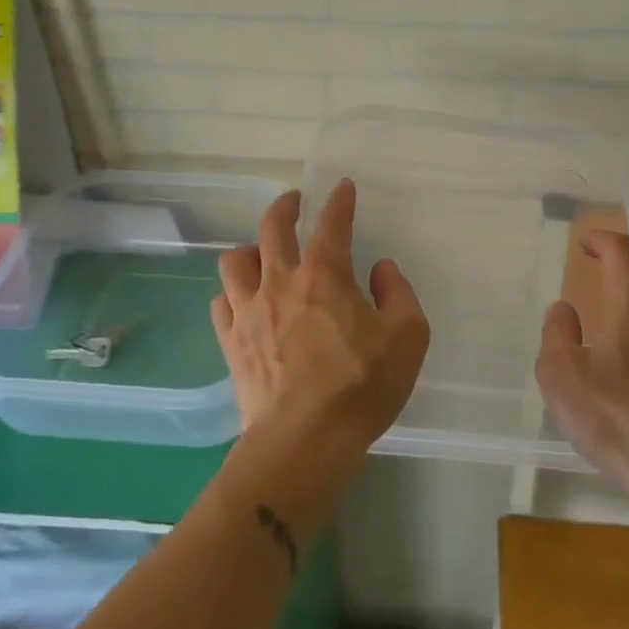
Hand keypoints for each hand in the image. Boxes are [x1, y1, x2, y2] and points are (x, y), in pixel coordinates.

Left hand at [212, 179, 430, 457]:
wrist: (304, 441)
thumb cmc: (361, 385)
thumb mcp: (407, 336)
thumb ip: (398, 293)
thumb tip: (381, 269)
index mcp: (325, 275)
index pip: (332, 223)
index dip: (339, 201)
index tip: (342, 187)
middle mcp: (281, 282)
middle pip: (272, 228)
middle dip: (285, 207)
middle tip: (294, 202)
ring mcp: (249, 312)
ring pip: (235, 261)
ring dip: (250, 250)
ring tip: (263, 256)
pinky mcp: (231, 343)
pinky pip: (221, 303)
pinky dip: (232, 293)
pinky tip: (243, 301)